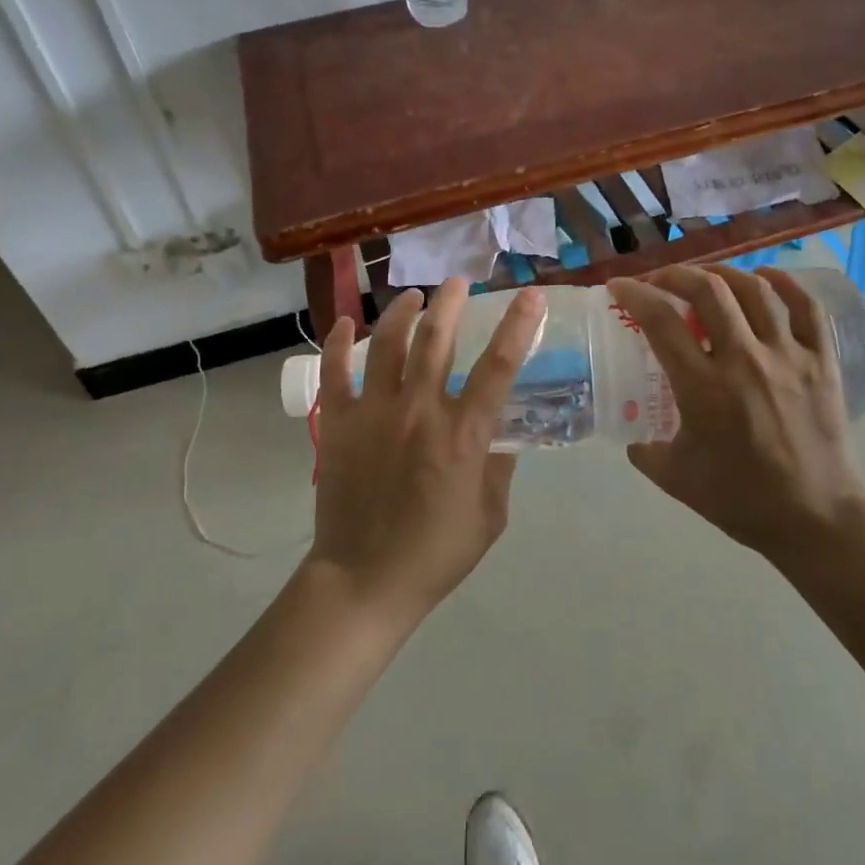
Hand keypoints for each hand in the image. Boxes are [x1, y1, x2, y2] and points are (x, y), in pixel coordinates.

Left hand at [307, 279, 544, 630]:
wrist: (365, 580)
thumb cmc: (435, 552)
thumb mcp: (490, 515)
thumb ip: (499, 467)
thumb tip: (500, 432)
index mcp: (463, 434)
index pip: (499, 366)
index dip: (518, 325)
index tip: (530, 295)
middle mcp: (419, 410)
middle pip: (437, 338)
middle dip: (451, 302)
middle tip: (459, 283)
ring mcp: (373, 413)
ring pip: (387, 344)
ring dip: (403, 312)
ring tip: (413, 297)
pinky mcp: (337, 424)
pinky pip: (335, 373)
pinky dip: (338, 344)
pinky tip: (344, 323)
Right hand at [607, 266, 864, 568]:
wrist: (817, 520)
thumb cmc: (743, 500)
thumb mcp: (678, 480)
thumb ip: (648, 453)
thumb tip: (635, 439)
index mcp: (703, 388)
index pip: (661, 321)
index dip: (634, 294)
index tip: (619, 286)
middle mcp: (744, 360)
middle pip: (707, 290)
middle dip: (676, 274)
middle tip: (660, 280)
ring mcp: (788, 356)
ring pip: (754, 290)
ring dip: (723, 273)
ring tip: (705, 278)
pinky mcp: (821, 361)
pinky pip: (806, 307)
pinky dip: (784, 283)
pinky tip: (764, 277)